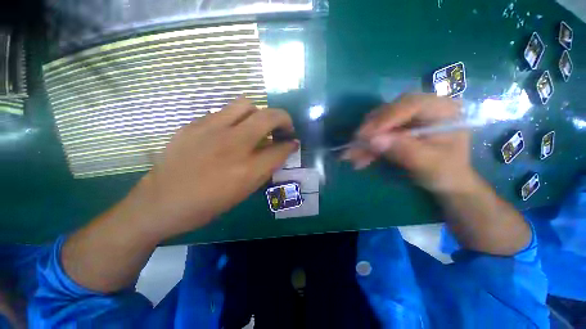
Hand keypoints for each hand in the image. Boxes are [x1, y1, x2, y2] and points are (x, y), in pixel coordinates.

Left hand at [135, 97, 298, 239]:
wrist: (161, 202)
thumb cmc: (208, 204)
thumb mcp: (244, 191)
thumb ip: (265, 168)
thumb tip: (280, 151)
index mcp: (247, 170)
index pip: (280, 149)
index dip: (291, 144)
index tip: (293, 142)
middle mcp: (233, 145)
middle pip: (268, 117)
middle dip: (283, 119)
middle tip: (284, 128)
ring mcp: (211, 130)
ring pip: (246, 104)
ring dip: (259, 114)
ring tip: (258, 126)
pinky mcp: (193, 124)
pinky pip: (223, 112)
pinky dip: (236, 119)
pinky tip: (230, 132)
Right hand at [343, 93, 473, 193]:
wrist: (446, 182)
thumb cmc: (446, 173)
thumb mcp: (429, 164)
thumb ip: (403, 150)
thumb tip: (372, 140)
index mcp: (441, 109)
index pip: (410, 105)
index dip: (385, 119)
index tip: (364, 136)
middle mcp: (422, 107)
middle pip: (389, 112)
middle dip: (369, 131)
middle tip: (353, 147)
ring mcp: (407, 117)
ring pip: (378, 123)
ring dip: (363, 141)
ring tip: (352, 157)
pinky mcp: (396, 127)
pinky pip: (375, 133)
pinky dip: (366, 146)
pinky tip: (358, 158)